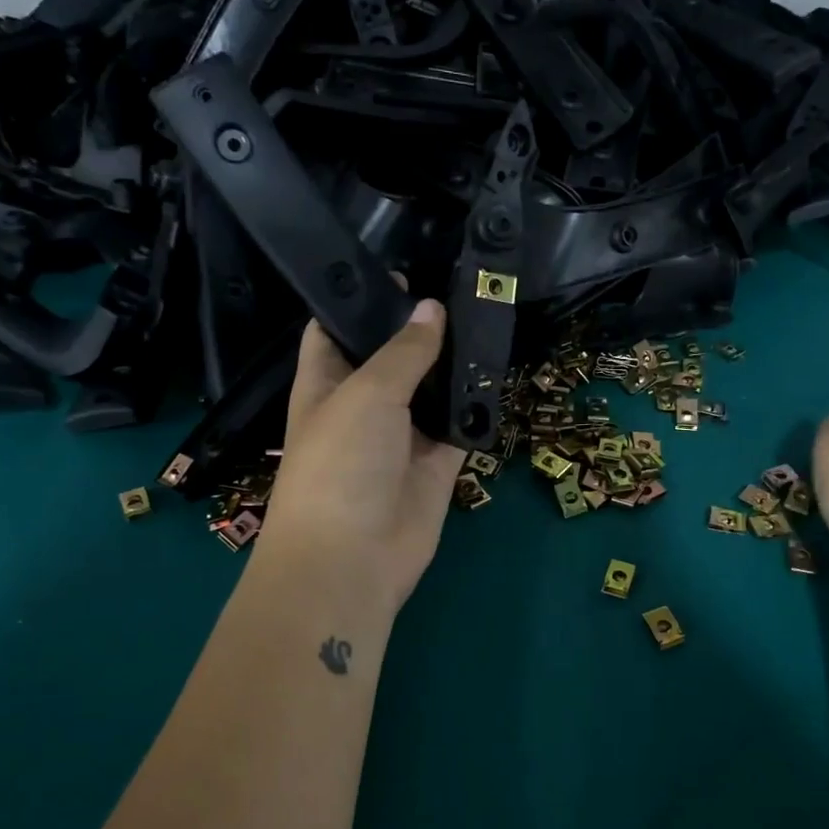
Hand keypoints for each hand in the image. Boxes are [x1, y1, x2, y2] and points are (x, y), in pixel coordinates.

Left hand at [255, 300, 465, 615]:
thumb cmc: (339, 464)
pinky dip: (479, 408)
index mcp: (326, 383)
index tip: (403, 270)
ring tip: (491, 318)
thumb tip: (433, 308)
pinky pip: (461, 428)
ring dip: (457, 365)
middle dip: (422, 328)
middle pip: (395, 357)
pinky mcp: (437, 466)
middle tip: (464, 288)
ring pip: (434, 391)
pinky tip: (502, 374)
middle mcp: (364, 405)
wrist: (353, 558)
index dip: (364, 300)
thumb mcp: (366, 394)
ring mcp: (403, 437)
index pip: (337, 330)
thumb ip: (404, 351)